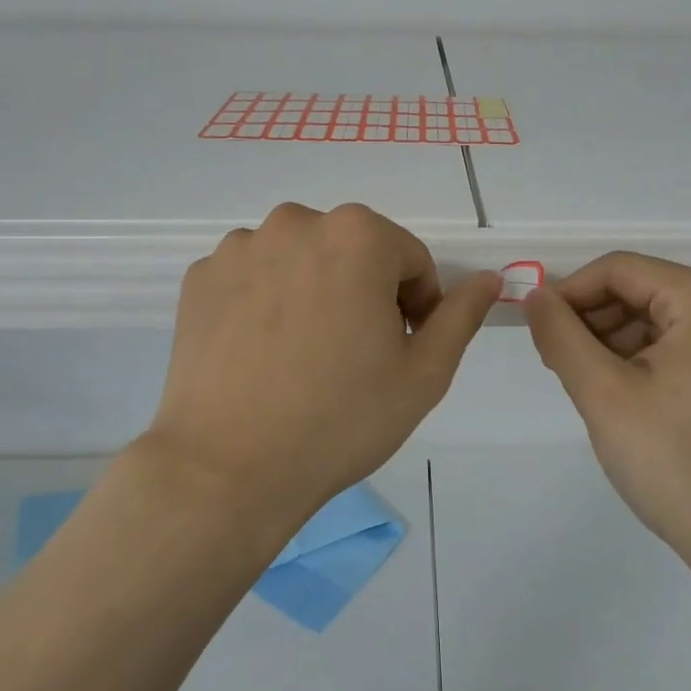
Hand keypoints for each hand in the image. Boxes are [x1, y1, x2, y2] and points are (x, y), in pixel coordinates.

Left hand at [149, 203, 500, 526]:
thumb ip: (460, 315)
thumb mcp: (424, 373)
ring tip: (304, 355)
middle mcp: (296, 222)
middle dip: (365, 292)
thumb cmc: (341, 418)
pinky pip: (254, 277)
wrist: (228, 468)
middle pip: (353, 252)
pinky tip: (262, 353)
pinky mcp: (201, 276)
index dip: (416, 307)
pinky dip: (266, 301)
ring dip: (315, 291)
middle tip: (353, 355)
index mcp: (358, 234)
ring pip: (302, 260)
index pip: (409, 260)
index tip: (399, 351)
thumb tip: (488, 278)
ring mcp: (241, 247)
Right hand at [525, 252, 690, 588]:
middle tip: (555, 362)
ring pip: (658, 318)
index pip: (620, 269)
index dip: (569, 293)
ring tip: (584, 384)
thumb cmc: (676, 463)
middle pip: (641, 290)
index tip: (535, 328)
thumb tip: (535, 296)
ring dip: (613, 341)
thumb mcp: (603, 394)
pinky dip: (642, 359)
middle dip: (592, 320)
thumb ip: (560, 335)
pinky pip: (680, 343)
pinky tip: (619, 394)